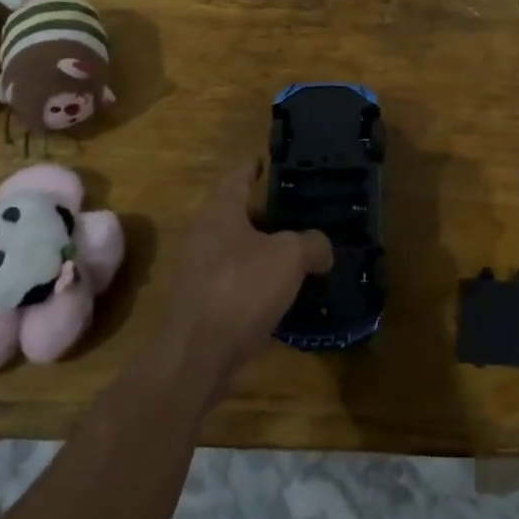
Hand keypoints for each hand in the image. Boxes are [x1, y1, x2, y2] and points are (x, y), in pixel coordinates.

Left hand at [158, 160, 332, 401]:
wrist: (195, 357)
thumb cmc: (241, 289)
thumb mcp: (290, 258)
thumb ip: (311, 243)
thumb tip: (322, 248)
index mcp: (220, 211)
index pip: (236, 176)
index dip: (252, 167)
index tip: (265, 162)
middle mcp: (203, 235)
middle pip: (236, 214)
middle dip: (265, 214)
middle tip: (297, 213)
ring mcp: (198, 271)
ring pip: (235, 250)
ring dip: (262, 251)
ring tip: (296, 254)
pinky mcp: (200, 304)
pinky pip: (233, 281)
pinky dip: (255, 281)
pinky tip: (280, 293)